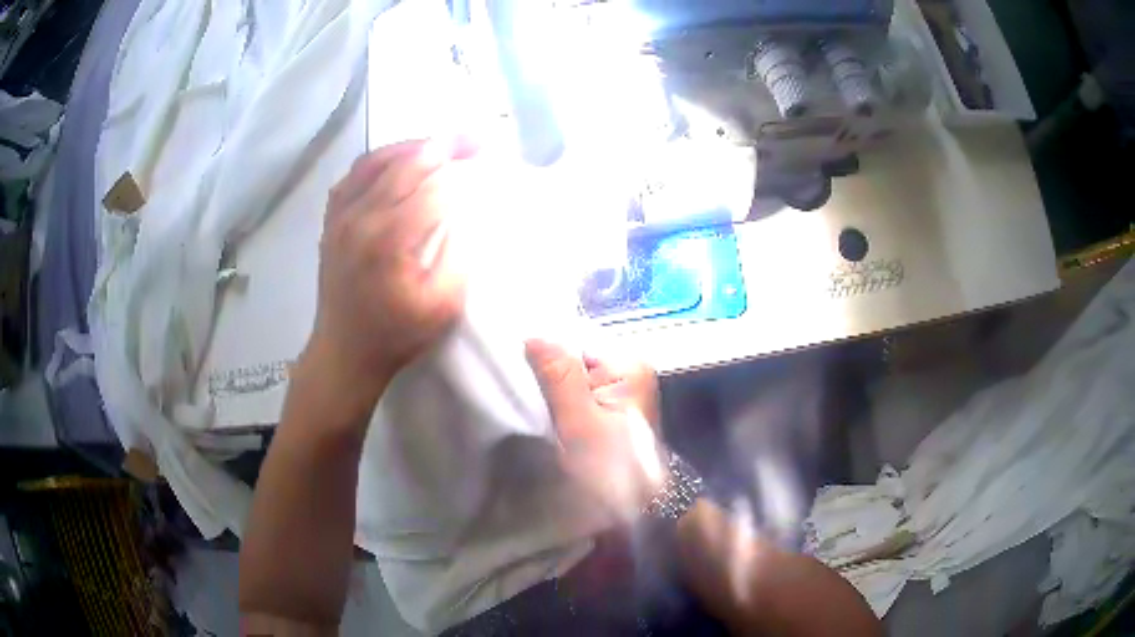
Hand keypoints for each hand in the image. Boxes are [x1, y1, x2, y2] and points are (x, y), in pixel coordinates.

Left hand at [304, 138, 478, 408]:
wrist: (344, 351)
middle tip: (476, 140)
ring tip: (443, 144)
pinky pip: (355, 173)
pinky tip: (400, 161)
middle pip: (406, 163)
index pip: (433, 186)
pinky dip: (381, 159)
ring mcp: (340, 215)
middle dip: (445, 146)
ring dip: (413, 146)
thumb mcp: (442, 306)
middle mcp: (359, 216)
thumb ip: (459, 254)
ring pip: (377, 160)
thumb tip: (465, 212)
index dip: (463, 171)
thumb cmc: (396, 334)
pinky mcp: (332, 219)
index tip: (487, 161)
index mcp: (388, 239)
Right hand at [525, 340, 665, 518]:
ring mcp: (618, 390)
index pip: (574, 339)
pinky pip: (576, 395)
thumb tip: (533, 334)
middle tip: (516, 391)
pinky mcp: (609, 409)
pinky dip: (559, 404)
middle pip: (572, 357)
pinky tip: (544, 415)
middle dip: (544, 373)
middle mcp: (627, 370)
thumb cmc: (613, 468)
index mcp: (627, 365)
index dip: (542, 352)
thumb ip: (559, 377)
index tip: (513, 368)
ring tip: (527, 405)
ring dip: (549, 391)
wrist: (639, 509)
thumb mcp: (582, 423)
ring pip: (570, 377)